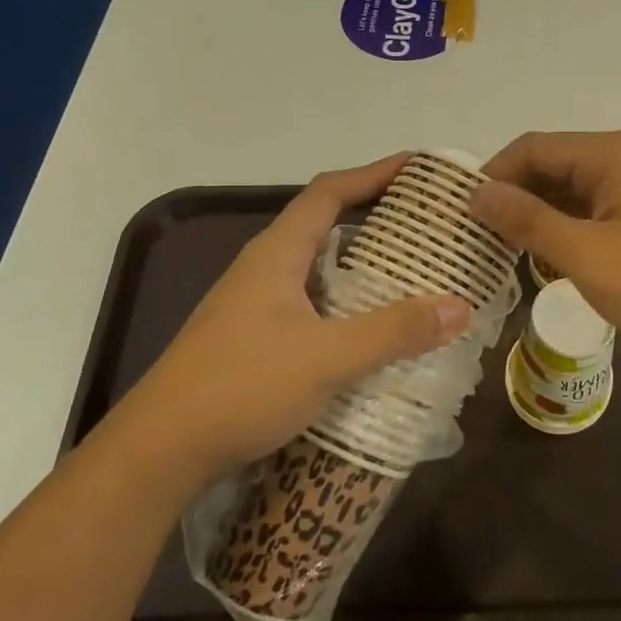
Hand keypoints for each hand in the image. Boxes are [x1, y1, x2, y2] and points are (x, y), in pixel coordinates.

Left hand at [109, 155, 470, 488]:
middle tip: (426, 227)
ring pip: (318, 270)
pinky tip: (370, 330)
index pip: (328, 193)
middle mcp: (264, 269)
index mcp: (277, 254)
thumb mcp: (327, 357)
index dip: (373, 174)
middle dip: (375, 219)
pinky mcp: (254, 340)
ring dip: (361, 266)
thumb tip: (460, 306)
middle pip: (325, 226)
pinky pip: (312, 304)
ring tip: (411, 274)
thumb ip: (393, 331)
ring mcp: (255, 306)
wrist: (160, 451)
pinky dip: (346, 304)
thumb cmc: (242, 386)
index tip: (417, 170)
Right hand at [472, 131, 620, 365]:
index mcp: (611, 153)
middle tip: (479, 237)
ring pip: (573, 190)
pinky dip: (568, 227)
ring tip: (506, 251)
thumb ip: (528, 220)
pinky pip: (596, 209)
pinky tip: (551, 257)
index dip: (493, 176)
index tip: (461, 214)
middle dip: (515, 197)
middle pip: (553, 165)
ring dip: (540, 215)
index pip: (533, 148)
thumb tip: (477, 193)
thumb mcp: (586, 254)